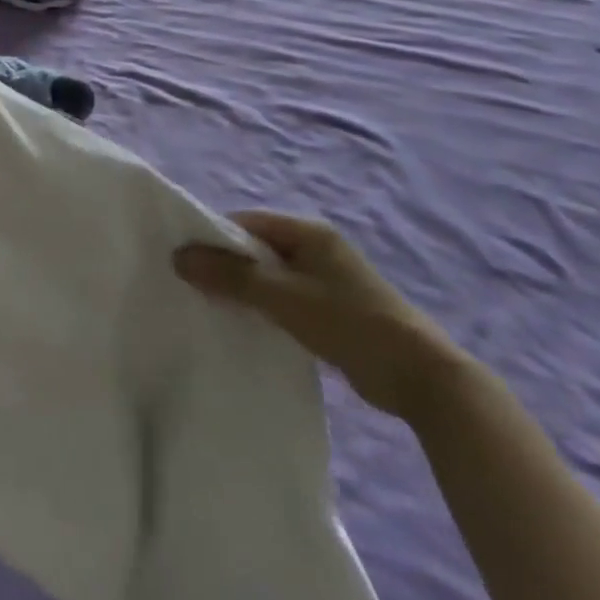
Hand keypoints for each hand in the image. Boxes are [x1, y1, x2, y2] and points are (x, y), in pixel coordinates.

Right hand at [174, 212, 471, 423]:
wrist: (420, 377)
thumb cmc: (349, 322)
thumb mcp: (284, 297)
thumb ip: (232, 276)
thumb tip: (179, 256)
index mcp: (308, 232)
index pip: (247, 222)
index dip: (214, 236)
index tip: (185, 259)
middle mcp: (316, 248)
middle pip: (257, 248)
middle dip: (226, 264)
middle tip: (191, 285)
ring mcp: (326, 280)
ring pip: (270, 276)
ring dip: (244, 289)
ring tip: (211, 306)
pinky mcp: (331, 310)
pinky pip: (285, 299)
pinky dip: (264, 307)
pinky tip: (246, 325)